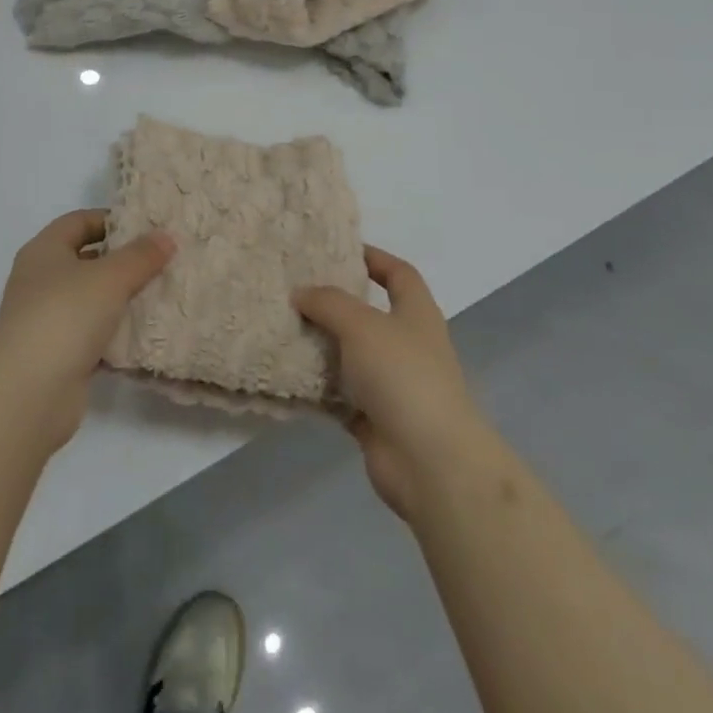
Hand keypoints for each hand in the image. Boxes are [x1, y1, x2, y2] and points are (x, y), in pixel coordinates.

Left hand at [0, 210, 175, 454]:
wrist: (28, 393)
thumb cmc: (65, 316)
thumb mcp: (110, 277)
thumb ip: (140, 256)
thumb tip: (166, 237)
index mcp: (44, 251)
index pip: (79, 221)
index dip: (111, 219)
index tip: (148, 227)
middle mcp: (40, 280)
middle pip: (86, 259)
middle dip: (122, 260)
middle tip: (162, 259)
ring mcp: (47, 319)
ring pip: (91, 299)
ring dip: (121, 298)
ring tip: (161, 293)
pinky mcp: (57, 354)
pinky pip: (92, 334)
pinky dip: (115, 333)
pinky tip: (144, 334)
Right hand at [294, 246, 494, 521]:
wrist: (430, 462)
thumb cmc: (403, 376)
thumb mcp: (362, 324)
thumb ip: (328, 303)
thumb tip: (300, 293)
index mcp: (416, 314)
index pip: (398, 273)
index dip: (374, 257)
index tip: (338, 250)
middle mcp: (407, 345)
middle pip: (369, 314)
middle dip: (335, 302)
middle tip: (295, 289)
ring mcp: (392, 384)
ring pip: (351, 356)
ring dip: (322, 345)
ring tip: (282, 327)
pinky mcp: (375, 419)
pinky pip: (339, 395)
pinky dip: (317, 387)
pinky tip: (286, 374)